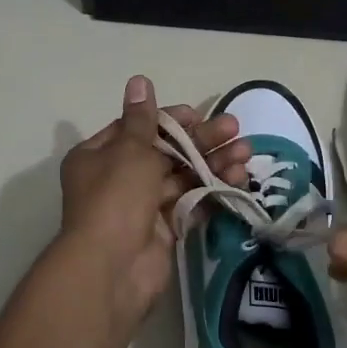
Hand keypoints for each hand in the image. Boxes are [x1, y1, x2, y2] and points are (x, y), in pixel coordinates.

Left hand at [59, 75, 250, 330]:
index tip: (198, 115)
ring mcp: (142, 206)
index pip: (138, 128)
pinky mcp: (164, 229)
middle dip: (200, 141)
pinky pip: (190, 203)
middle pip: (165, 152)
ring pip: (182, 177)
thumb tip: (139, 80)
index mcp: (100, 155)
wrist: (113, 267)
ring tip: (246, 154)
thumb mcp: (129, 150)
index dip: (170, 120)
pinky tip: (238, 179)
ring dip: (213, 164)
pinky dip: (212, 191)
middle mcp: (119, 178)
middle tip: (234, 129)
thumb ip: (143, 118)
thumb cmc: (116, 197)